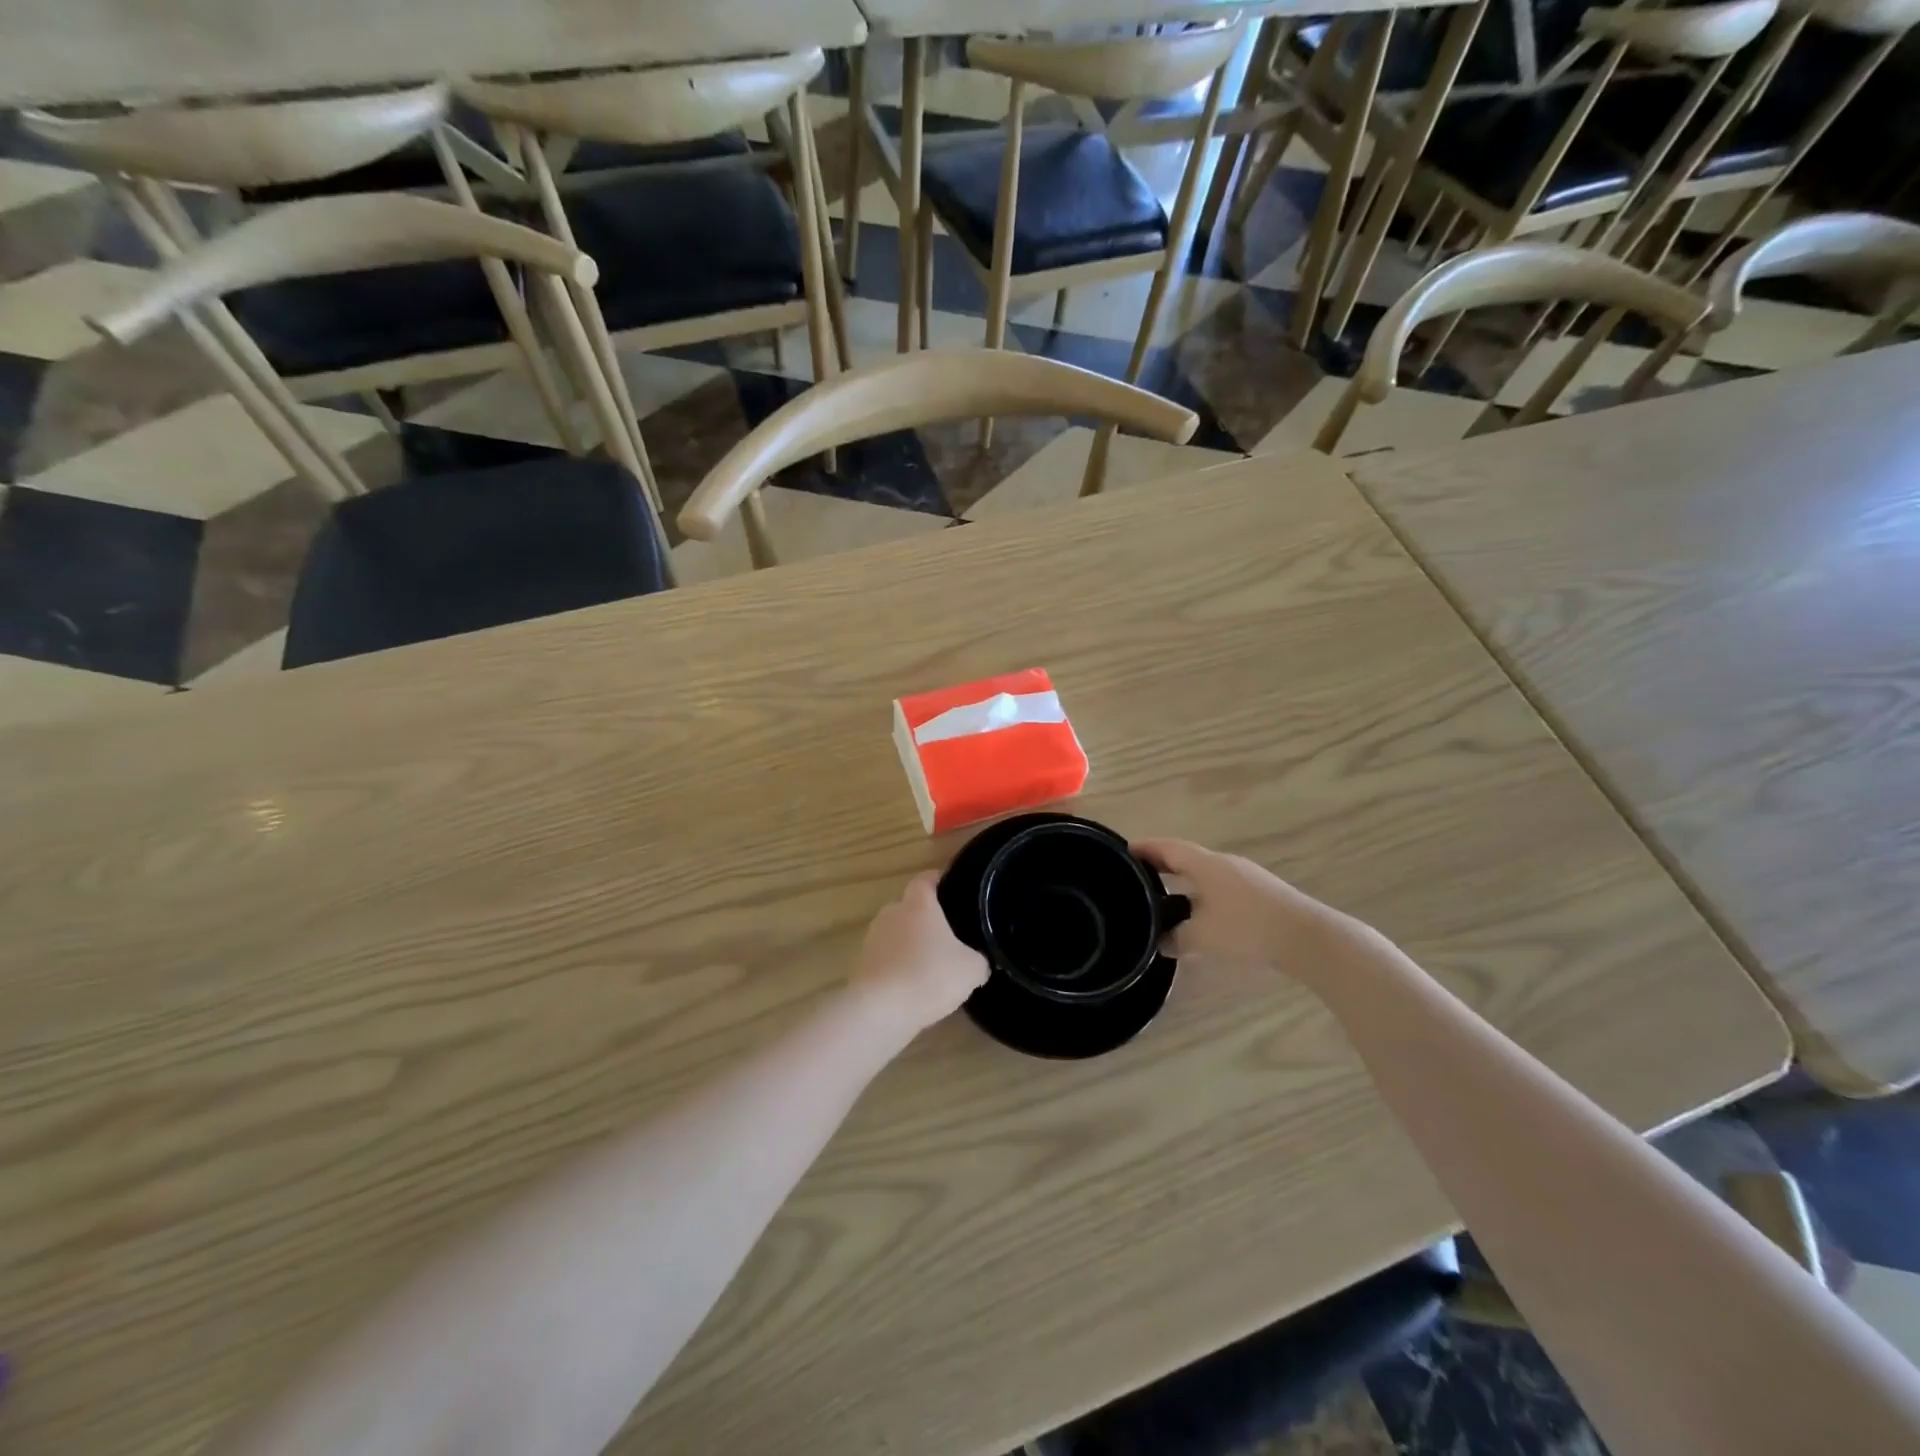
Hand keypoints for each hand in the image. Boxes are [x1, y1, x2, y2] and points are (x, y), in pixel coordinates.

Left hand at [853, 873, 988, 1031]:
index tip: (951, 888)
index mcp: (918, 904)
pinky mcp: (862, 965)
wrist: (881, 1010)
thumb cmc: (930, 976)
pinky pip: (886, 958)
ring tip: (930, 965)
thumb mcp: (971, 969)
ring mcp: (873, 939)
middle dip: (925, 918)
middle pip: (909, 907)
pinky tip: (913, 987)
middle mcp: (892, 913)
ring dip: (910, 945)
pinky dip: (898, 967)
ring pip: (896, 934)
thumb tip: (978, 961)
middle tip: (947, 935)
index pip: (925, 879)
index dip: (938, 881)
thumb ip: (978, 960)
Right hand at [1133, 838, 1350, 971]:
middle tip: (1138, 874)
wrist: (1307, 937)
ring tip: (1165, 894)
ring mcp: (1245, 876)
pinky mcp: (1260, 893)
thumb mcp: (1203, 936)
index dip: (1145, 848)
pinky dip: (1201, 892)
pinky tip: (1200, 912)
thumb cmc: (1247, 928)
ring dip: (1183, 879)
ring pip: (1204, 872)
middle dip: (1161, 863)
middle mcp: (1224, 863)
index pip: (1167, 848)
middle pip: (1186, 857)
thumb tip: (1160, 942)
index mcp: (1205, 864)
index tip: (1124, 851)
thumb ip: (1176, 937)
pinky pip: (1220, 885)